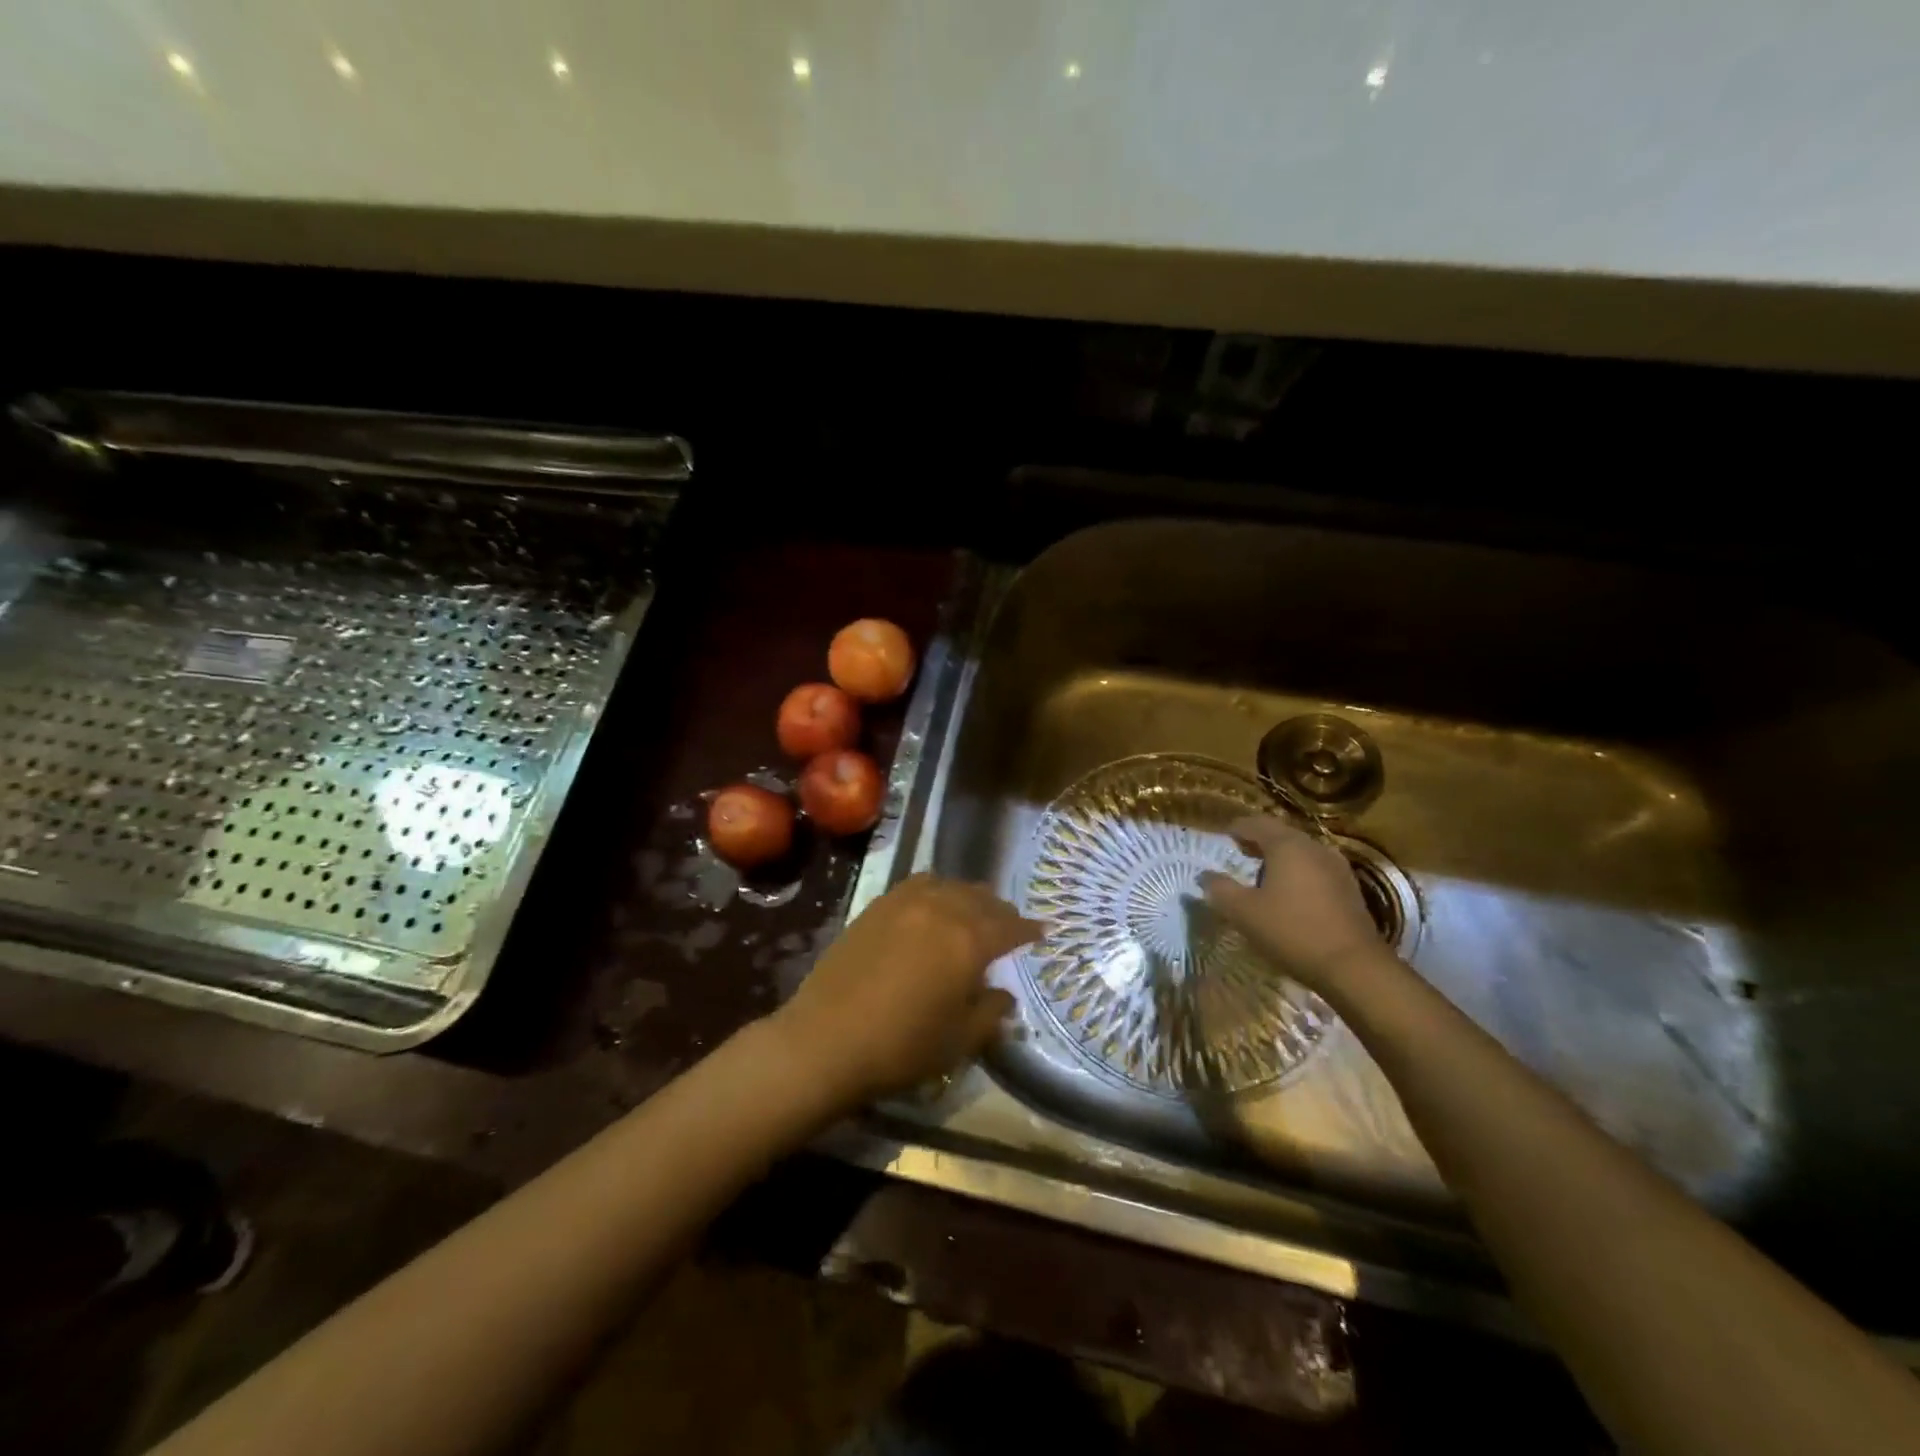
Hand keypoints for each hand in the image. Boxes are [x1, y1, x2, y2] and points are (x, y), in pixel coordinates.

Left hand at [770, 875, 1040, 1105]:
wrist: (825, 1040)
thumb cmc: (901, 1047)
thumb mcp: (959, 1041)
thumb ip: (990, 1013)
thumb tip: (1003, 995)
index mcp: (968, 941)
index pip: (1010, 927)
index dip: (1030, 930)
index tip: (1043, 932)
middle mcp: (941, 910)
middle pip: (982, 899)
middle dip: (1001, 913)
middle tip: (1009, 928)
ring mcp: (905, 903)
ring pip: (951, 886)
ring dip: (969, 898)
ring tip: (972, 915)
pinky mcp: (877, 906)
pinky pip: (919, 886)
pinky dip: (937, 892)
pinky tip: (933, 908)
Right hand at [1201, 815, 1384, 990]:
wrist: (1354, 966)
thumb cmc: (1292, 930)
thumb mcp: (1244, 912)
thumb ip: (1220, 890)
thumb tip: (1204, 876)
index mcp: (1287, 845)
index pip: (1256, 824)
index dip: (1237, 827)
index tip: (1223, 835)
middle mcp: (1314, 848)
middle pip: (1281, 835)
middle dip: (1259, 841)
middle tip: (1239, 852)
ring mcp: (1337, 867)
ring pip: (1301, 852)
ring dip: (1280, 858)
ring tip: (1262, 874)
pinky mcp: (1349, 889)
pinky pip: (1315, 870)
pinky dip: (1298, 873)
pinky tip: (1290, 893)